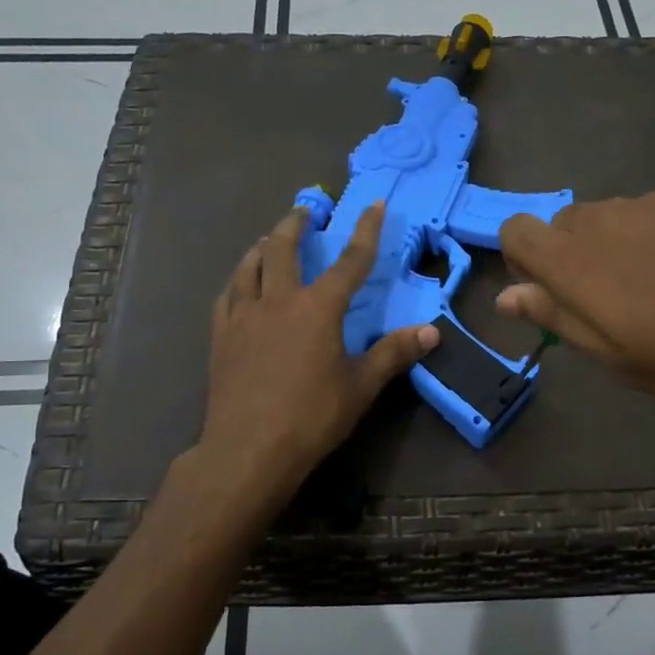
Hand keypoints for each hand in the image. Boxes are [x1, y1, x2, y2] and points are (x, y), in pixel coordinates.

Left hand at [201, 201, 437, 497]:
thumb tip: (432, 331)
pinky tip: (241, 284)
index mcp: (318, 309)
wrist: (248, 449)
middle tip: (306, 211)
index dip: (366, 231)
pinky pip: (228, 294)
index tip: (374, 204)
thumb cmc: (311, 417)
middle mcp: (279, 300)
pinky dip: (239, 280)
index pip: (350, 261)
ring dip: (263, 246)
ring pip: (250, 265)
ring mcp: (244, 316)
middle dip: (297, 224)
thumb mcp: (361, 387)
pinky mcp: (221, 335)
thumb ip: (394, 353)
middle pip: (284, 248)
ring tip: (270, 240)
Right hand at [497, 192, 654, 429]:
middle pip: (563, 223)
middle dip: (569, 257)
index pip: (517, 231)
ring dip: (612, 247)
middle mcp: (607, 218)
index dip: (521, 261)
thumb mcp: (618, 356)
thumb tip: (506, 297)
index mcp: (576, 260)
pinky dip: (653, 238)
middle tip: (606, 305)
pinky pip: (651, 213)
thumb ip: (557, 317)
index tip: (547, 295)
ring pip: (609, 218)